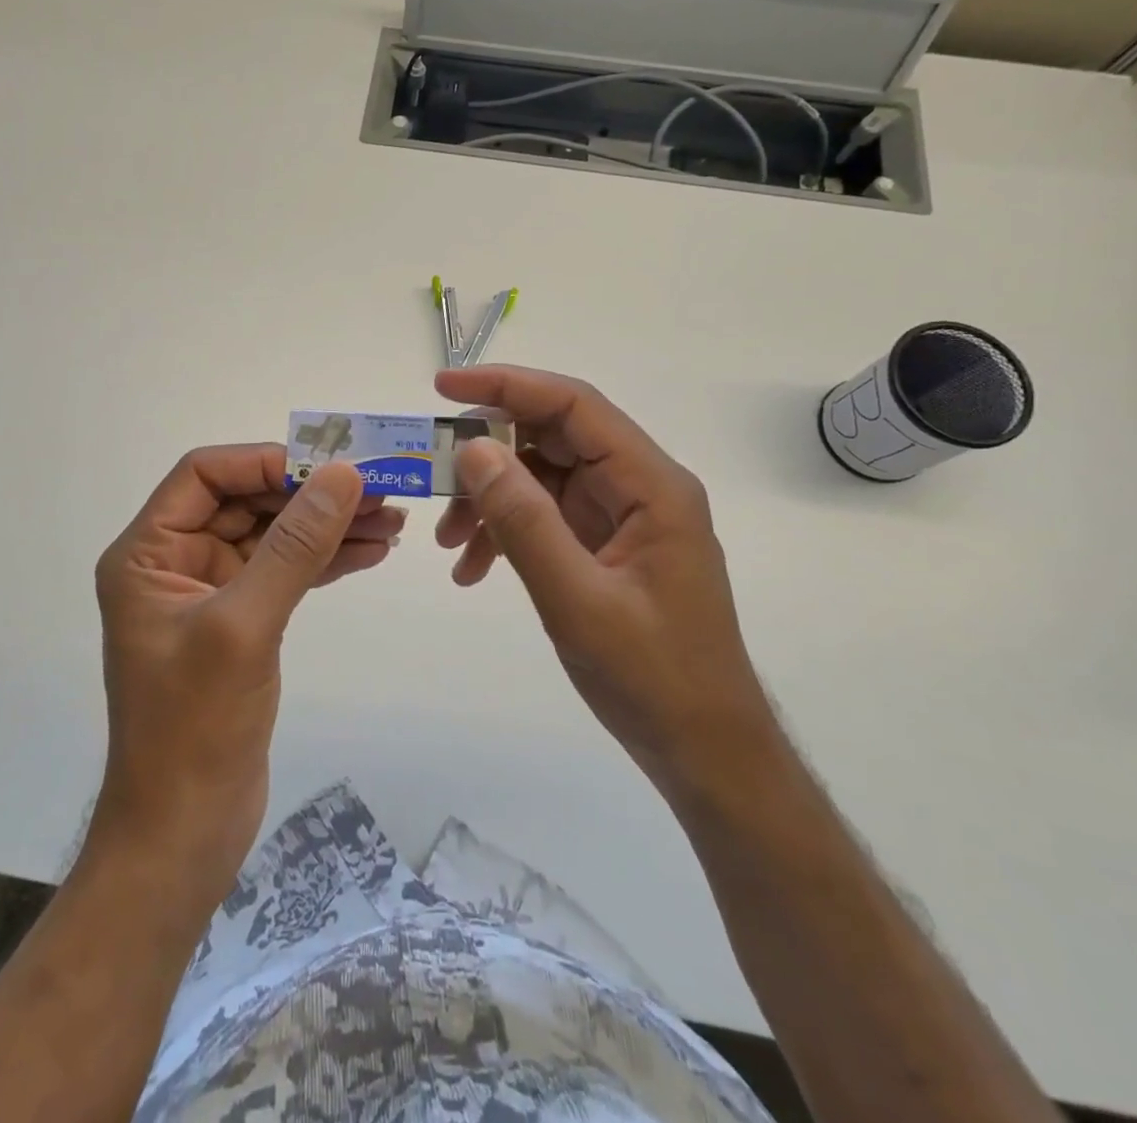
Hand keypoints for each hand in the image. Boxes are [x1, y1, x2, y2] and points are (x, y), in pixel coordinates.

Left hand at [92, 445, 402, 897]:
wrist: (184, 834)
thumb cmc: (195, 729)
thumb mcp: (244, 627)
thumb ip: (294, 546)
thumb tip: (343, 475)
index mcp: (147, 553)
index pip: (205, 474)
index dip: (266, 462)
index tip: (330, 466)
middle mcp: (174, 562)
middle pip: (245, 501)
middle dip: (309, 494)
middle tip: (379, 491)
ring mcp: (209, 592)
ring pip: (272, 536)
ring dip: (326, 525)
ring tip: (391, 520)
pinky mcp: (239, 623)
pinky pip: (284, 572)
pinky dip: (324, 560)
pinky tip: (370, 552)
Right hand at [434, 365, 775, 796]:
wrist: (703, 750)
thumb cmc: (653, 677)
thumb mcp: (578, 600)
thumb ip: (524, 521)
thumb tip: (473, 450)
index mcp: (651, 485)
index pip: (574, 405)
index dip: (507, 386)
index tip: (443, 388)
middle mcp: (638, 488)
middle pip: (553, 437)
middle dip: (488, 452)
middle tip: (433, 474)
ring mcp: (620, 517)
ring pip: (541, 477)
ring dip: (490, 500)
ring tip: (449, 542)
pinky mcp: (604, 546)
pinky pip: (544, 517)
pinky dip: (505, 532)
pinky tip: (472, 569)